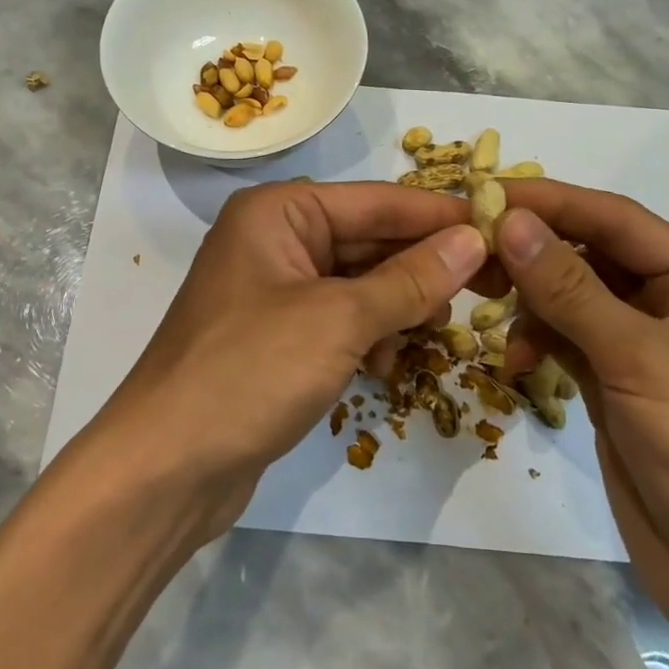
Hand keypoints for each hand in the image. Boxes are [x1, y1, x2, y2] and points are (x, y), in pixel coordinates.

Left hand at [85, 181, 488, 540]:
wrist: (166, 468)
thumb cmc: (249, 372)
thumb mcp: (338, 319)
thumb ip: (409, 279)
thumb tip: (473, 239)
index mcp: (279, 213)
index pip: (377, 200)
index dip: (439, 215)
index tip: (502, 227)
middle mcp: (275, 240)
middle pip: (369, 239)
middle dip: (423, 265)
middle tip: (489, 287)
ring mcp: (274, 291)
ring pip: (359, 283)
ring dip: (399, 305)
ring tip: (437, 330)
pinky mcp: (277, 338)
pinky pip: (341, 320)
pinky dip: (370, 335)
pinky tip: (390, 364)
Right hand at [494, 182, 668, 653]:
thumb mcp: (640, 359)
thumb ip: (570, 287)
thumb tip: (509, 220)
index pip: (614, 219)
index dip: (551, 202)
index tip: (485, 192)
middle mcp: (668, 302)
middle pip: (587, 253)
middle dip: (532, 251)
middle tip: (470, 253)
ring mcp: (637, 346)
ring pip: (568, 296)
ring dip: (529, 300)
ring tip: (486, 310)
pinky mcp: (611, 384)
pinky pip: (563, 340)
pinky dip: (535, 341)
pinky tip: (516, 363)